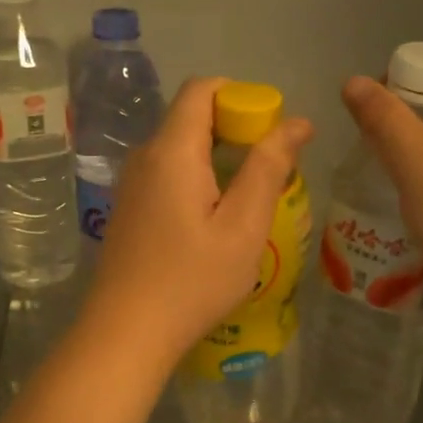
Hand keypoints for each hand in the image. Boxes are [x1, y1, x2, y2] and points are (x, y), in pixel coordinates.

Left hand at [83, 77, 312, 370]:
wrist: (125, 333)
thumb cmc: (191, 281)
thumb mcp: (243, 226)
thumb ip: (268, 167)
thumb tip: (297, 122)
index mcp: (172, 150)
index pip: (202, 89)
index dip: (241, 96)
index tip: (270, 131)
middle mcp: (144, 156)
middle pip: (191, 116)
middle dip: (235, 129)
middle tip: (270, 171)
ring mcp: (131, 183)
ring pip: (180, 148)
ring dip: (218, 158)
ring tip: (248, 199)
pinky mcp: (128, 208)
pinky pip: (167, 173)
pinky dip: (197, 179)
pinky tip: (215, 221)